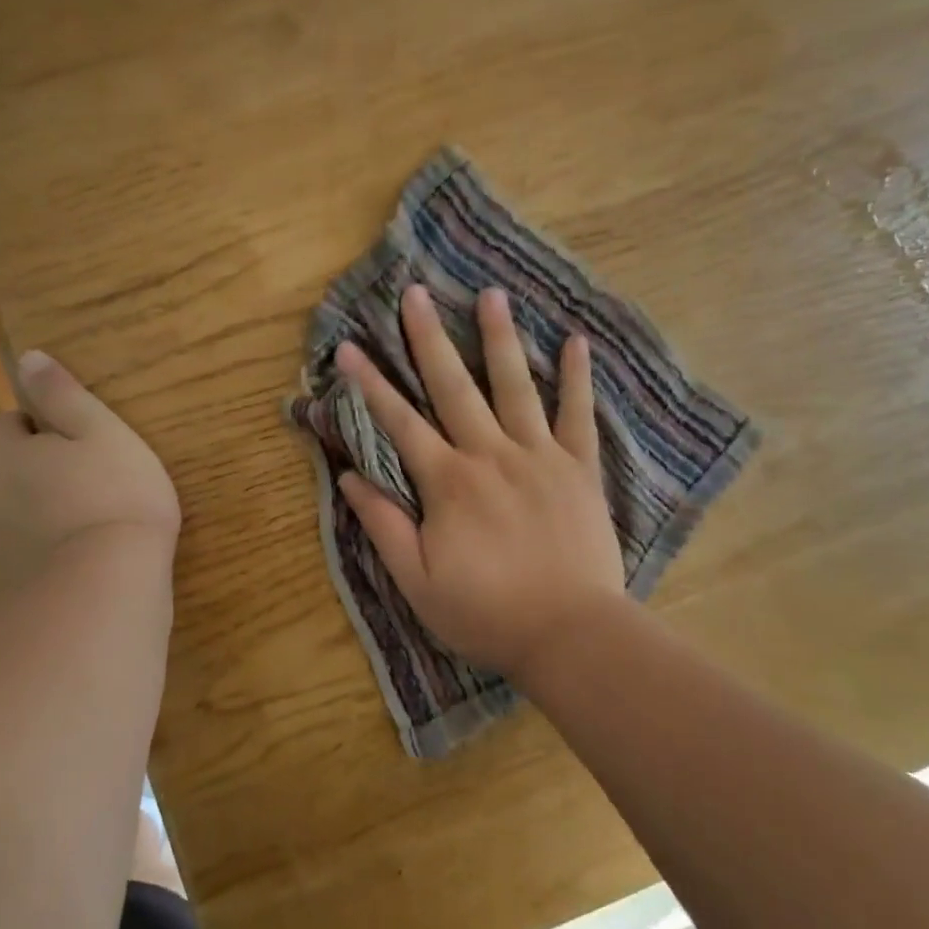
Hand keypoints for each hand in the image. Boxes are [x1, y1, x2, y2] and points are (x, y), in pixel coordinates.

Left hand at [0, 351, 180, 592]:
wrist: (102, 593)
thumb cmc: (112, 496)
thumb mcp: (100, 431)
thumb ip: (63, 395)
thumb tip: (27, 358)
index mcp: (3, 453)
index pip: (8, 423)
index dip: (44, 425)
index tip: (84, 439)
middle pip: (8, 468)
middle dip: (42, 467)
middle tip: (97, 476)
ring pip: (16, 510)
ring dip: (45, 507)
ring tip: (97, 517)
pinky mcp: (6, 586)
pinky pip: (26, 549)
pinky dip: (48, 546)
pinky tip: (87, 555)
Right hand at [335, 285, 626, 680]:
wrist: (572, 635)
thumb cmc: (487, 613)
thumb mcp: (419, 582)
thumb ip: (384, 525)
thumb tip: (349, 476)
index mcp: (448, 481)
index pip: (399, 421)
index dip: (370, 383)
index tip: (349, 346)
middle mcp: (490, 454)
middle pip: (453, 386)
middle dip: (429, 338)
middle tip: (416, 293)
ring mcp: (539, 456)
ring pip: (514, 386)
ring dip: (499, 338)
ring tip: (491, 294)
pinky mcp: (579, 468)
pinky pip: (578, 415)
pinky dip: (576, 378)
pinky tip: (575, 341)